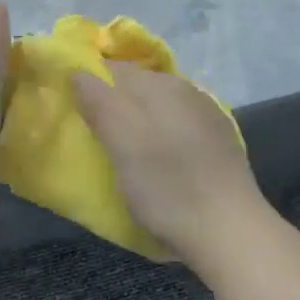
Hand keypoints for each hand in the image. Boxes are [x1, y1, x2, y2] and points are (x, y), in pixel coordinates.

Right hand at [72, 65, 269, 266]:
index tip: (71, 111)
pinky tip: (157, 163)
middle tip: (91, 135)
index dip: (89, 84)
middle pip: (138, 88)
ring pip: (159, 109)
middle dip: (113, 104)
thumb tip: (78, 72)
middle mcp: (188, 91)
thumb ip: (99, 102)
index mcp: (162, 85)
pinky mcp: (219, 145)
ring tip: (120, 152)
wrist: (229, 230)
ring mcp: (208, 117)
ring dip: (138, 123)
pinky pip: (177, 129)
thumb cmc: (166, 186)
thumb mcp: (122, 142)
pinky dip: (160, 139)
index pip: (114, 69)